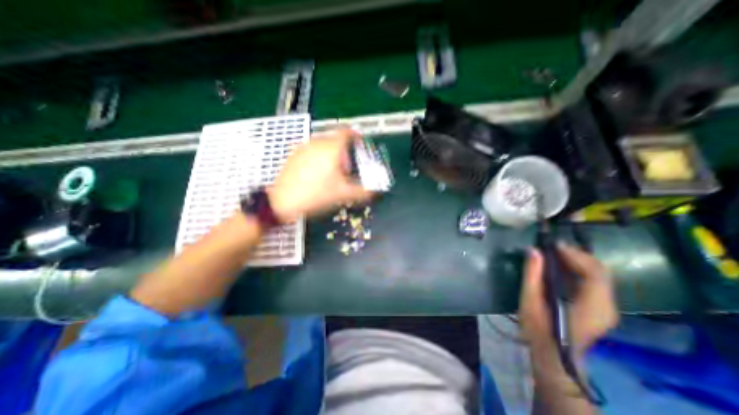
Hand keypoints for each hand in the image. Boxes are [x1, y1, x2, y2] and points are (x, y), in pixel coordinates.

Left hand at [267, 129, 375, 222]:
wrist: (282, 201)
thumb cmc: (316, 195)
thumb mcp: (343, 194)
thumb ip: (363, 192)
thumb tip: (375, 192)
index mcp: (331, 147)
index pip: (348, 132)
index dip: (357, 137)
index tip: (360, 145)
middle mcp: (317, 142)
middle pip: (336, 140)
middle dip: (345, 151)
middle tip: (347, 168)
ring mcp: (303, 147)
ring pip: (323, 145)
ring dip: (332, 154)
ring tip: (332, 172)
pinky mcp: (294, 154)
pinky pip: (312, 150)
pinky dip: (320, 156)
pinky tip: (317, 173)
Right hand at [519, 244, 619, 355]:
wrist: (554, 357)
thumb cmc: (539, 329)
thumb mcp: (530, 301)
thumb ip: (532, 274)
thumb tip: (533, 250)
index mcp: (592, 307)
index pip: (595, 273)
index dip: (576, 255)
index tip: (554, 245)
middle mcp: (608, 307)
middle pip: (600, 272)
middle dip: (577, 255)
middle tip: (553, 247)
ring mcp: (607, 309)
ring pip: (599, 276)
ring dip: (578, 261)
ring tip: (554, 254)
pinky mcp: (601, 308)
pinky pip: (595, 282)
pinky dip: (579, 270)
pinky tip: (561, 267)